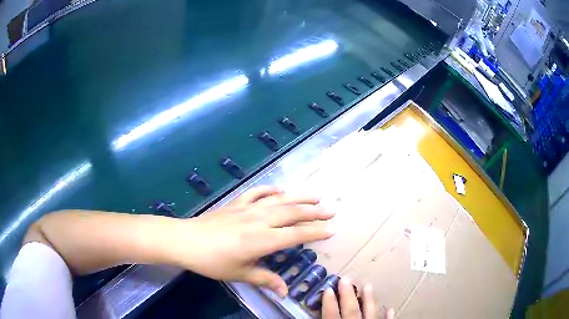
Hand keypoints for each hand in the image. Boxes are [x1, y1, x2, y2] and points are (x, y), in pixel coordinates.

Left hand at [173, 187, 334, 295]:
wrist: (185, 241)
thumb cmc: (212, 262)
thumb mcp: (240, 274)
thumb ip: (265, 280)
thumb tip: (285, 292)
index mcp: (262, 240)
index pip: (296, 234)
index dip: (315, 232)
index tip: (331, 229)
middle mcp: (259, 220)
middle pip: (292, 213)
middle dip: (313, 212)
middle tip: (331, 210)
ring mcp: (247, 209)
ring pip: (278, 200)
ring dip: (298, 197)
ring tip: (315, 197)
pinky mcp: (236, 203)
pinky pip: (256, 192)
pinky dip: (270, 189)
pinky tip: (279, 190)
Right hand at [322, 278, 393, 318]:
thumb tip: (312, 317)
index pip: (332, 315)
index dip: (329, 303)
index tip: (327, 289)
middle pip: (352, 311)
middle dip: (348, 295)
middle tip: (346, 278)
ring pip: (371, 313)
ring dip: (369, 300)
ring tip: (368, 285)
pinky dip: (387, 316)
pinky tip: (389, 308)